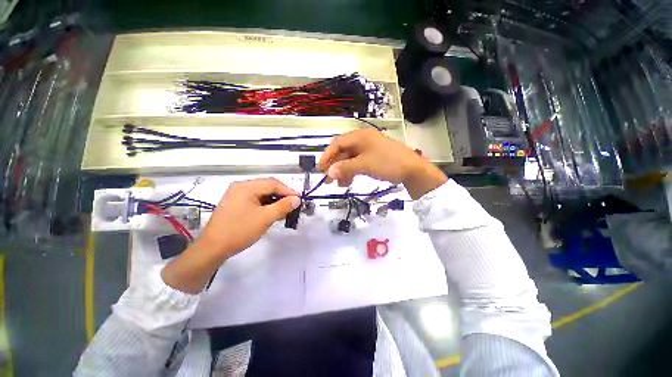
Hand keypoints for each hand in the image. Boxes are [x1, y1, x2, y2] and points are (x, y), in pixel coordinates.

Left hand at [162, 178, 299, 293]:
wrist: (212, 249)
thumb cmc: (240, 231)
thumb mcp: (265, 218)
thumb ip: (283, 206)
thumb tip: (297, 199)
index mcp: (246, 187)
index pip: (273, 184)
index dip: (288, 191)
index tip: (299, 199)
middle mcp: (240, 187)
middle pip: (267, 186)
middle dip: (282, 195)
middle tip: (293, 205)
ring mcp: (236, 195)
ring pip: (262, 193)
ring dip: (274, 200)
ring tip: (284, 210)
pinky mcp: (235, 203)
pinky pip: (255, 199)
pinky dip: (266, 204)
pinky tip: (272, 212)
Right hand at [318, 129, 446, 199]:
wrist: (412, 170)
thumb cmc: (387, 163)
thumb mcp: (364, 165)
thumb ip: (345, 168)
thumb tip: (328, 173)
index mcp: (360, 137)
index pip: (337, 143)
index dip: (327, 155)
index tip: (321, 168)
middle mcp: (363, 141)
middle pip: (343, 152)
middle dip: (334, 166)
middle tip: (327, 179)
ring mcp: (368, 150)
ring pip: (350, 159)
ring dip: (342, 171)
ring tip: (338, 184)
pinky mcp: (373, 158)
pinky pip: (358, 164)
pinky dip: (352, 172)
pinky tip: (348, 182)